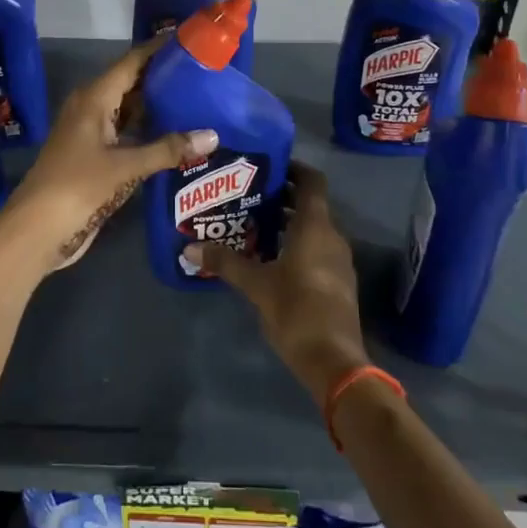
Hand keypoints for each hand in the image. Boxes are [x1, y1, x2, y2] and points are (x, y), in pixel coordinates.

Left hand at [0, 39, 217, 276]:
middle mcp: (91, 108)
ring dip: (158, 107)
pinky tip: (176, 136)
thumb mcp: (126, 167)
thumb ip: (169, 149)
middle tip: (204, 73)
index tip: (189, 40)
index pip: (132, 62)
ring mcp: (91, 134)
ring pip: (129, 110)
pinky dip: (148, 132)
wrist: (37, 230)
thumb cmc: (78, 186)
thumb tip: (213, 135)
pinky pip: (126, 134)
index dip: (158, 49)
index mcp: (94, 98)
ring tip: (198, 100)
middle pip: (132, 84)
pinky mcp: (94, 157)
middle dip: (164, 78)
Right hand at [202, 163, 370, 410]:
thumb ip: (225, 262)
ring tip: (252, 224)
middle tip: (247, 195)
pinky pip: (316, 249)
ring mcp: (338, 260)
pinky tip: (268, 258)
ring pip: (312, 229)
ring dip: (286, 223)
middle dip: (281, 197)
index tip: (266, 166)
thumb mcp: (256, 284)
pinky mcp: (337, 282)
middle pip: (309, 204)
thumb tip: (188, 247)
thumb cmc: (296, 310)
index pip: (311, 181)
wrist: (334, 361)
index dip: (292, 168)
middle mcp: (332, 236)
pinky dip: (295, 244)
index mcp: (315, 227)